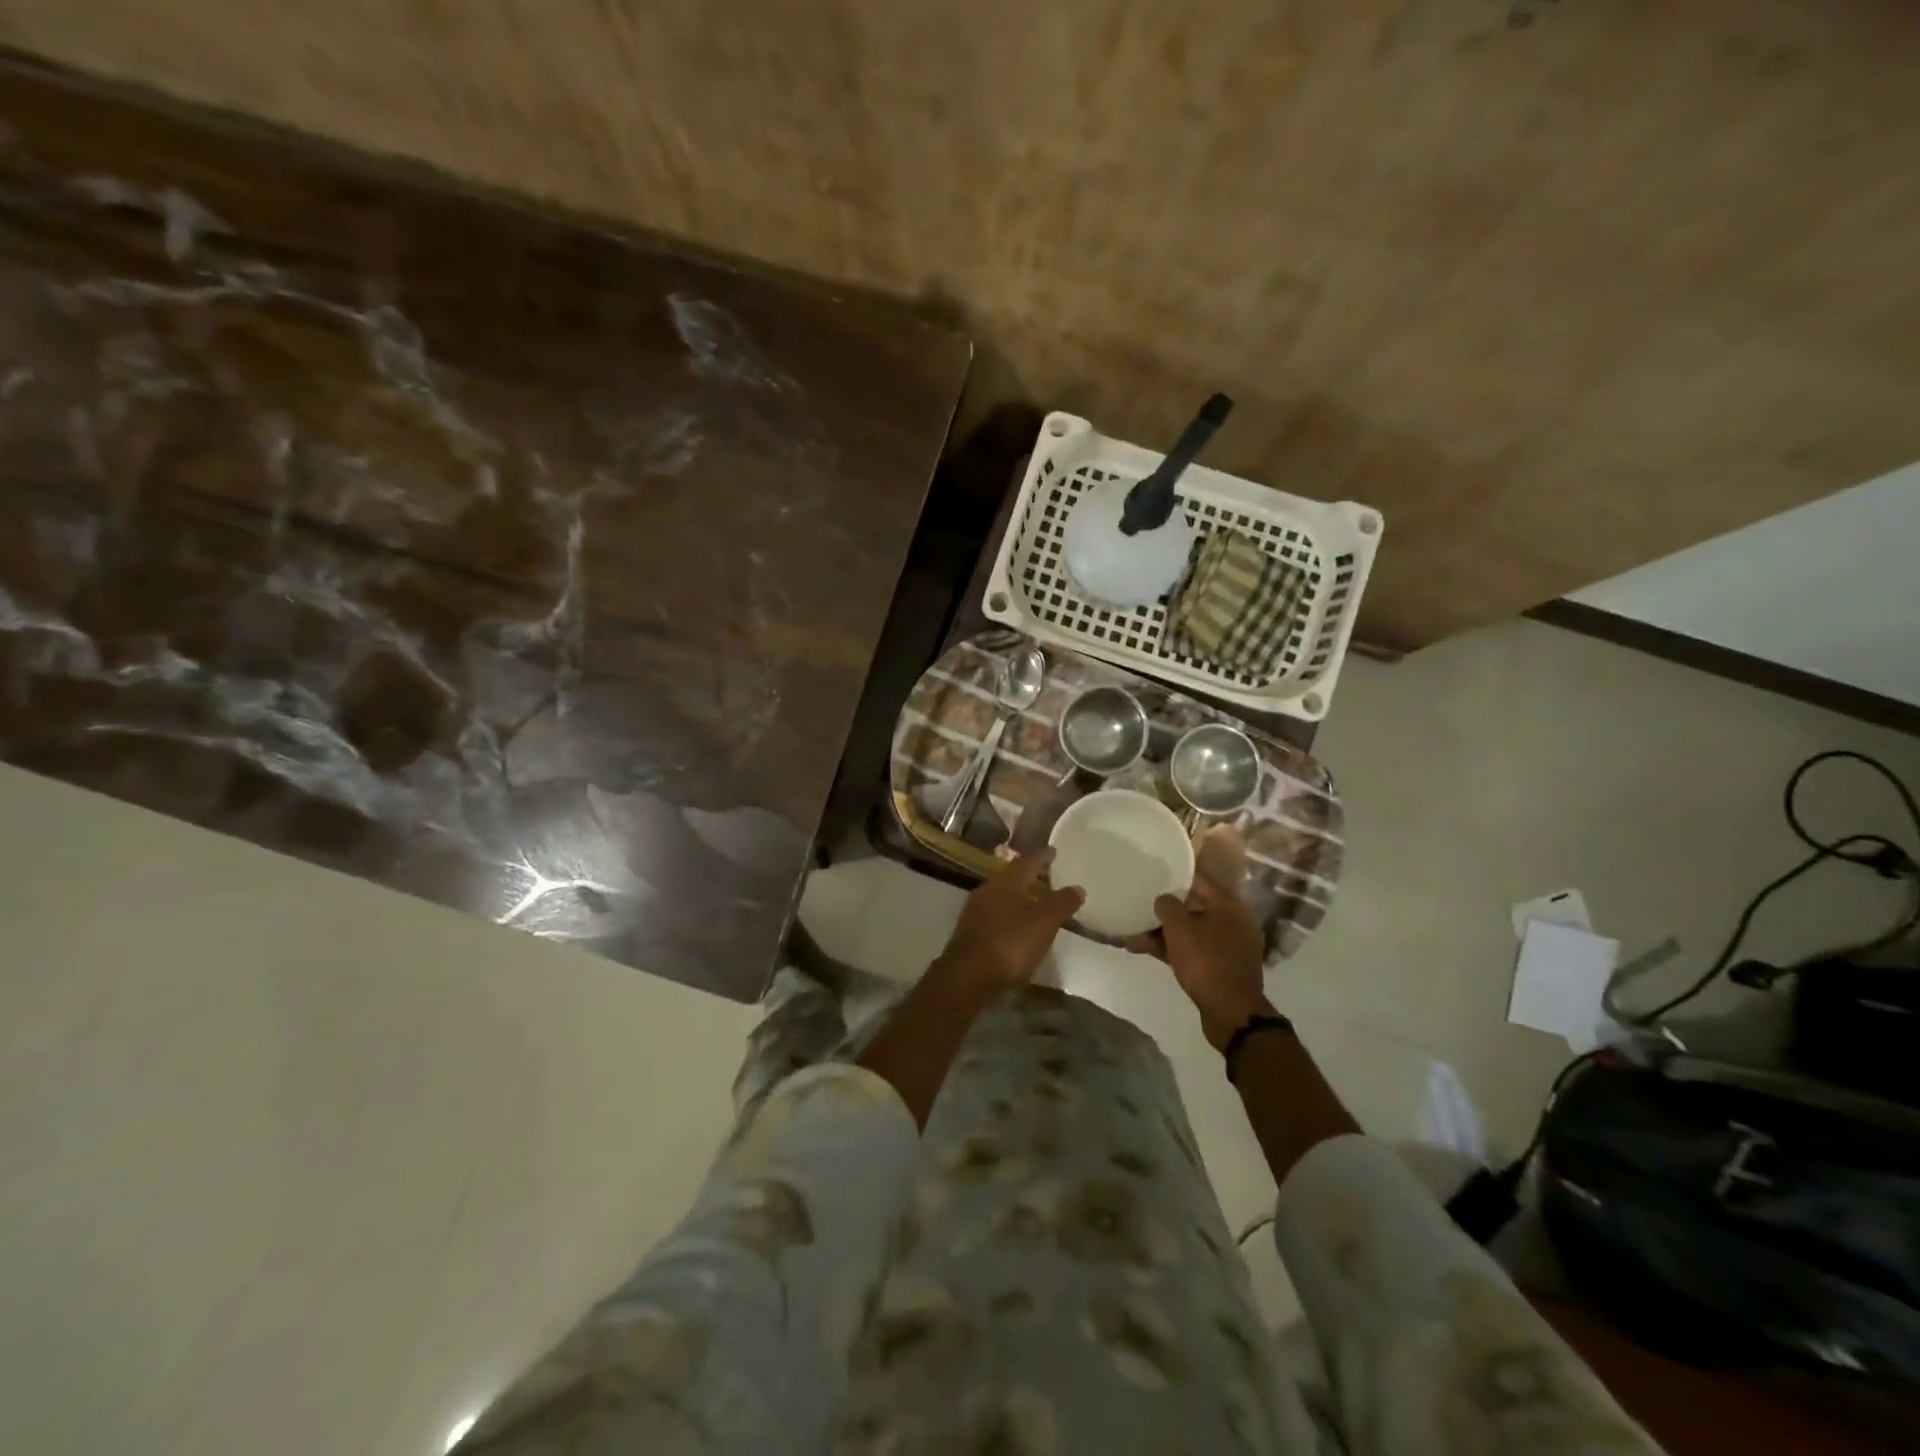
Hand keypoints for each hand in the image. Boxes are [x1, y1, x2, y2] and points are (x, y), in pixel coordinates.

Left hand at [933, 848, 1084, 993]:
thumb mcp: (1043, 923)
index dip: (1042, 856)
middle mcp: (987, 891)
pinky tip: (1017, 929)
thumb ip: (1061, 903)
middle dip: (1028, 877)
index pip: (1026, 862)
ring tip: (1034, 903)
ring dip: (1018, 898)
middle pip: (1011, 878)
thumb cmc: (1009, 944)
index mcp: (1005, 883)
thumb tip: (1078, 887)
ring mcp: (975, 913)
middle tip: (1045, 876)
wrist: (966, 978)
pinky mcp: (970, 934)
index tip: (1053, 850)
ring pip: (1001, 898)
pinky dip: (1009, 918)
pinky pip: (994, 917)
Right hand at [1138, 872, 1268, 1048]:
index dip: (1174, 876)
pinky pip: (1195, 949)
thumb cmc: (1206, 962)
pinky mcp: (1223, 966)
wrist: (1232, 1013)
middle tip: (1141, 908)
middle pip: (1194, 906)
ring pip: (1192, 930)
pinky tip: (1147, 951)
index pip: (1198, 879)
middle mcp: (1233, 921)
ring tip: (1134, 936)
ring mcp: (1229, 945)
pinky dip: (1174, 949)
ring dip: (1165, 932)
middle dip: (1166, 910)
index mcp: (1228, 905)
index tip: (1152, 875)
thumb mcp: (1180, 929)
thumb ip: (1167, 906)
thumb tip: (1164, 899)